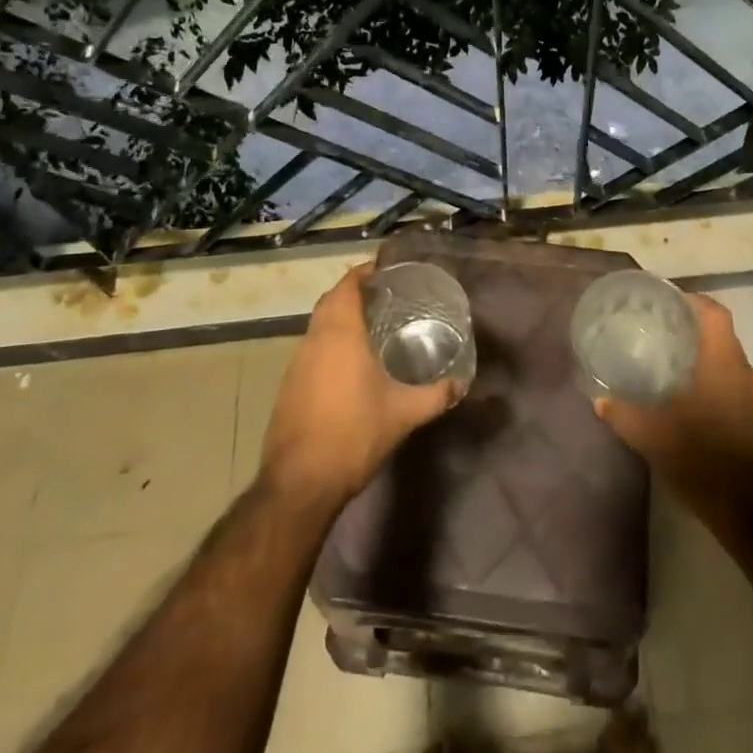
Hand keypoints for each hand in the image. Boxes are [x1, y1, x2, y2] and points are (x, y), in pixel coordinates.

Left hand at [260, 262, 461, 509]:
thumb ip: (436, 395)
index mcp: (340, 334)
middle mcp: (314, 340)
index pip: (347, 286)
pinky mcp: (289, 386)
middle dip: (354, 292)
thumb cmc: (354, 435)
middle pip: (331, 301)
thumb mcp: (404, 414)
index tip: (386, 270)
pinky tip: (351, 364)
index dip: (364, 272)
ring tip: (372, 326)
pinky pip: (312, 349)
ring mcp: (297, 364)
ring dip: (340, 318)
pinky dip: (330, 343)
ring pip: (318, 326)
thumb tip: (462, 383)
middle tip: (385, 296)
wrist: (300, 483)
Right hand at [594, 292, 752, 533]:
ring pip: (732, 367)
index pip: (715, 314)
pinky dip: (720, 388)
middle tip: (661, 337)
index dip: (693, 301)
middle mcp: (747, 375)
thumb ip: (624, 414)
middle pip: (722, 339)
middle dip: (694, 334)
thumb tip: (600, 400)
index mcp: (723, 365)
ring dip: (707, 364)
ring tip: (676, 372)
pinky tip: (698, 408)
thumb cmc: (703, 462)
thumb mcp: (654, 438)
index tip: (668, 303)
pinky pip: (740, 391)